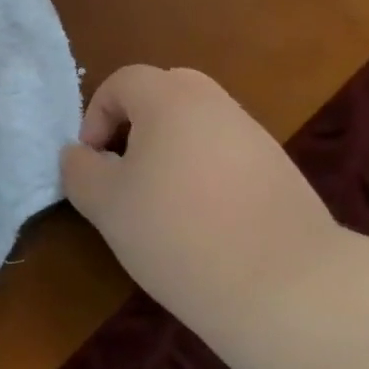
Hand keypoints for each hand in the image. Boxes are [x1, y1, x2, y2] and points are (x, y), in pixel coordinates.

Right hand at [61, 66, 343, 331]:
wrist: (288, 287)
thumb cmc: (178, 233)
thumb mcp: (107, 205)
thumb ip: (80, 170)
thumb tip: (79, 155)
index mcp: (169, 98)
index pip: (122, 81)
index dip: (96, 116)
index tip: (94, 162)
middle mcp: (214, 103)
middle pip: (164, 93)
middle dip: (135, 125)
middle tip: (126, 171)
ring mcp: (253, 135)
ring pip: (197, 125)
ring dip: (171, 150)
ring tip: (163, 204)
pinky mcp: (280, 170)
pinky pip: (227, 154)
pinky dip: (206, 173)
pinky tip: (205, 222)